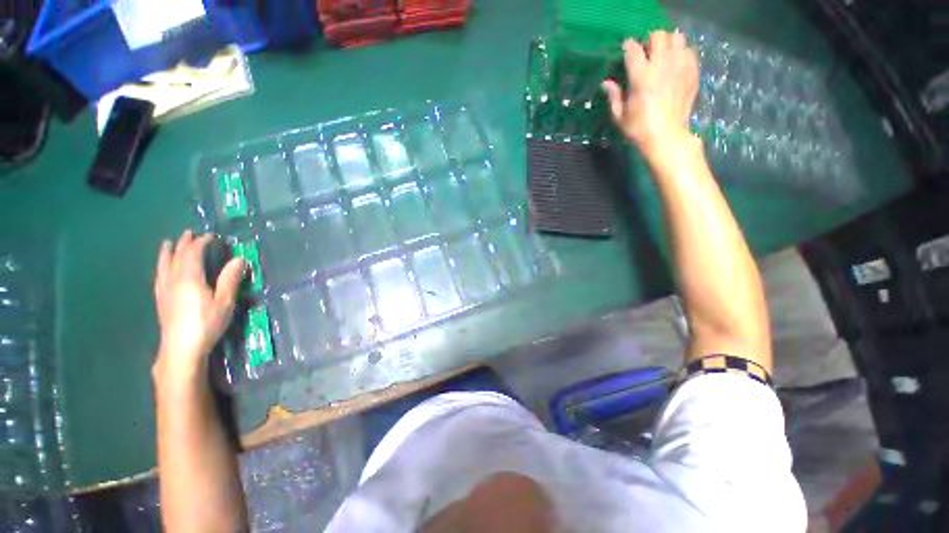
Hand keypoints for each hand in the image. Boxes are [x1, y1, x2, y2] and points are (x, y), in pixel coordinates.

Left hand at [153, 230, 244, 378]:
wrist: (181, 347)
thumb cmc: (206, 323)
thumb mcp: (224, 301)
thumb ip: (230, 279)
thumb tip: (239, 259)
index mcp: (189, 277)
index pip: (193, 253)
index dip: (202, 242)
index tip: (212, 236)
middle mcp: (173, 279)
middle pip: (176, 256)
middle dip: (184, 243)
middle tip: (190, 233)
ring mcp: (164, 289)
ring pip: (163, 264)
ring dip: (167, 252)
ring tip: (168, 243)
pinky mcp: (160, 299)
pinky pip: (159, 275)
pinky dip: (162, 265)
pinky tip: (163, 268)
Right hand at [602, 31, 700, 164]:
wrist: (666, 136)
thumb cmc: (639, 128)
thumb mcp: (619, 116)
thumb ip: (614, 96)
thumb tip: (606, 83)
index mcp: (641, 76)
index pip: (633, 49)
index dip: (629, 46)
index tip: (626, 50)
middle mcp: (661, 65)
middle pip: (658, 36)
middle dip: (650, 40)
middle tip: (647, 51)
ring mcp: (679, 67)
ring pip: (677, 38)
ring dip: (668, 43)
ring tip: (663, 55)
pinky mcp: (692, 72)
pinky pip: (689, 51)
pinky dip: (681, 53)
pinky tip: (675, 64)